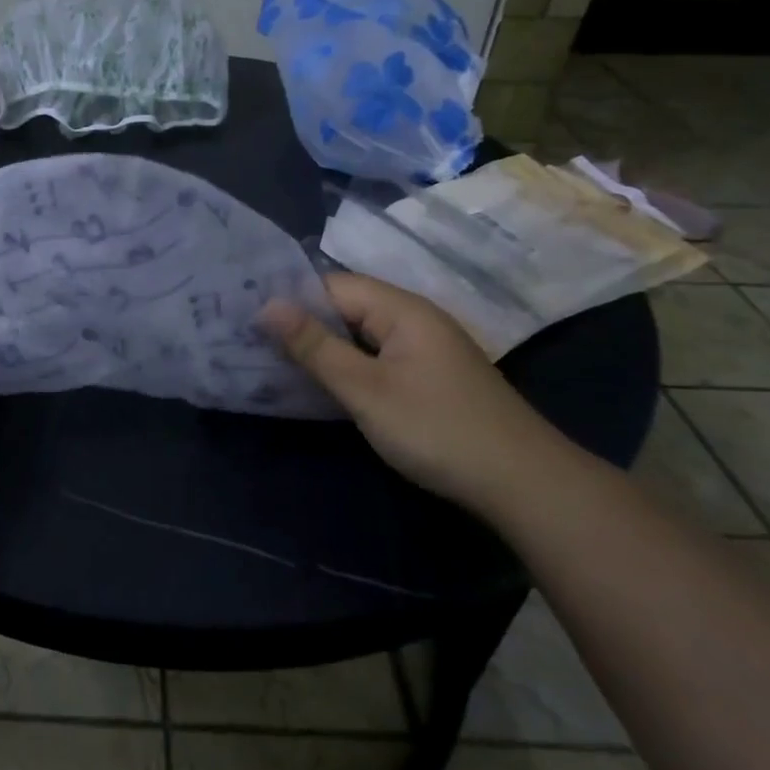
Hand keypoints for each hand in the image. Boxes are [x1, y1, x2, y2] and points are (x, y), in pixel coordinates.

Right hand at [260, 273, 573, 513]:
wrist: (522, 484)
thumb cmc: (437, 429)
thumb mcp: (366, 389)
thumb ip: (315, 346)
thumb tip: (266, 306)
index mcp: (402, 309)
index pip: (332, 286)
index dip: (290, 300)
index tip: (246, 318)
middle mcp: (414, 319)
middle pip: (346, 308)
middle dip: (302, 324)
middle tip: (250, 341)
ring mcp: (424, 349)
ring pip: (359, 335)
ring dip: (322, 347)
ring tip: (272, 360)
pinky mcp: (428, 377)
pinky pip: (375, 358)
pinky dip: (346, 366)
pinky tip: (320, 384)